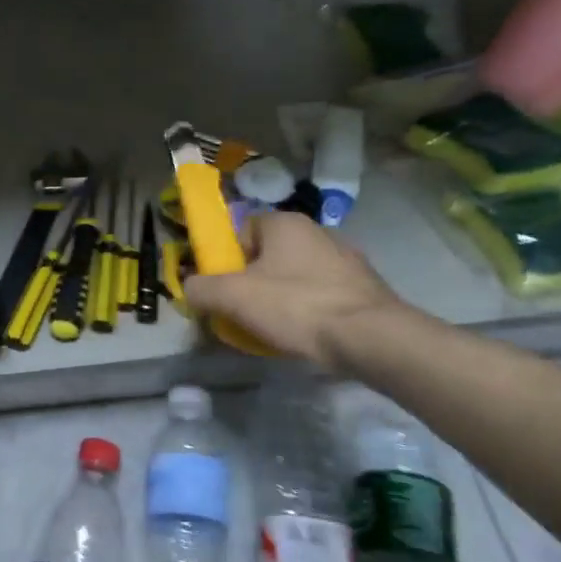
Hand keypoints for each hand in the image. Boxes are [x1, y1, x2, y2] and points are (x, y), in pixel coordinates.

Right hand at [183, 211, 406, 370]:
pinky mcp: (364, 288)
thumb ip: (201, 289)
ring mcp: (346, 259)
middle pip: (268, 257)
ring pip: (295, 277)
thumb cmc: (296, 307)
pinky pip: (321, 295)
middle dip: (252, 283)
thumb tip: (189, 288)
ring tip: (274, 331)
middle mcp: (317, 231)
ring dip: (280, 299)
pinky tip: (306, 336)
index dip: (227, 261)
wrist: (372, 338)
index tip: (224, 291)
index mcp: (284, 223)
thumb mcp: (233, 297)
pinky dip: (308, 312)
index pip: (241, 233)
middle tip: (243, 314)